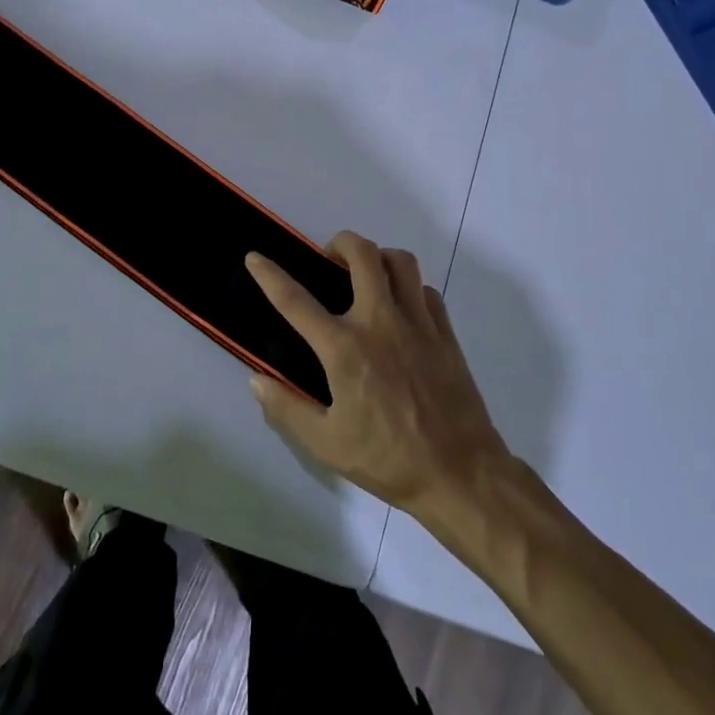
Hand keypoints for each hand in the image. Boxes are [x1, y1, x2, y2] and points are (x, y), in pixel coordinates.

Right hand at [245, 231, 510, 515]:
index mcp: (345, 348)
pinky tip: (402, 309)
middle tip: (329, 259)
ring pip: (401, 262)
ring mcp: (418, 323)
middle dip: (340, 243)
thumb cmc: (388, 460)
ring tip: (367, 275)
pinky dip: (409, 288)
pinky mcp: (445, 333)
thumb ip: (287, 408)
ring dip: (378, 258)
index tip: (255, 257)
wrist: (459, 472)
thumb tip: (257, 381)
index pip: (296, 301)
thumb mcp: (326, 444)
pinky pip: (425, 290)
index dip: (270, 275)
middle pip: (362, 254)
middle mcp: (380, 322)